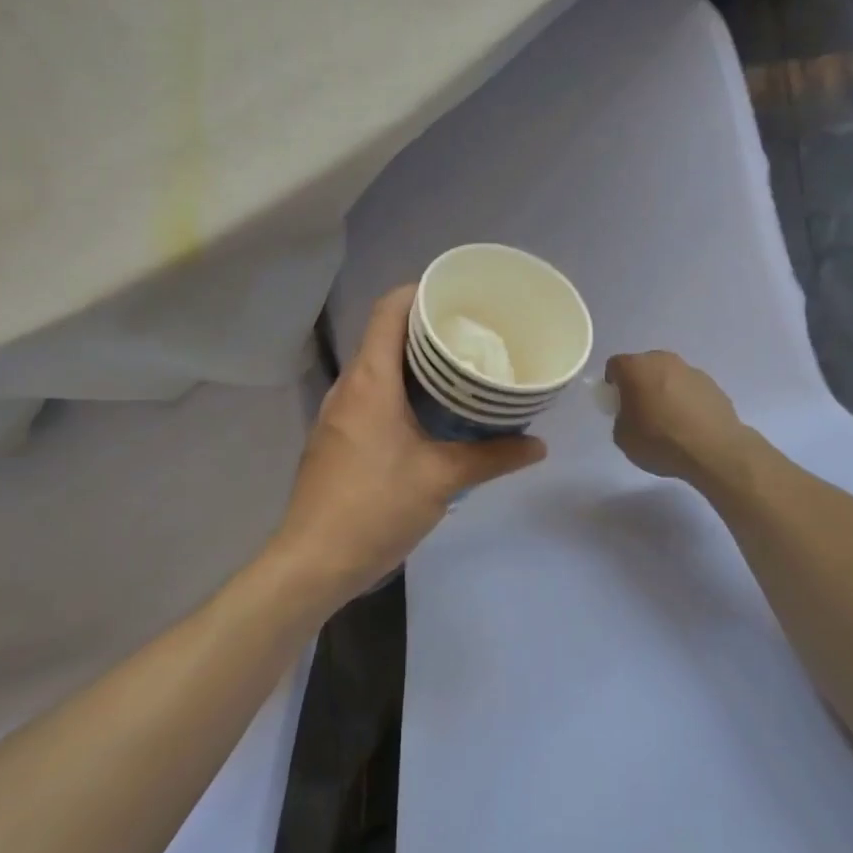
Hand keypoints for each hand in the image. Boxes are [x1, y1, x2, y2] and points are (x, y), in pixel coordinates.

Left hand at [271, 285, 546, 604]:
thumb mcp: (441, 479)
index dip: (420, 291)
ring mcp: (338, 413)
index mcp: (370, 380)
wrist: (313, 560)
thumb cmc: (376, 507)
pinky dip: (400, 391)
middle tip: (473, 335)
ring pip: (377, 368)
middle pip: (384, 335)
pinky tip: (429, 414)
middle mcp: (349, 387)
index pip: (388, 310)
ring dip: (413, 363)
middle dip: (427, 329)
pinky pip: (370, 396)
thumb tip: (539, 446)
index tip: (458, 296)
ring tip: (458, 371)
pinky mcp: (336, 438)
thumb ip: (492, 457)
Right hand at [606, 351, 748, 486]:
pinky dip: (685, 400)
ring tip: (668, 419)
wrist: (714, 450)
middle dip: (639, 383)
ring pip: (668, 375)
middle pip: (643, 366)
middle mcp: (663, 361)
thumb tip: (631, 414)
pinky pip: (689, 388)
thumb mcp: (623, 437)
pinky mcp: (713, 384)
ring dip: (664, 390)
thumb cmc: (661, 441)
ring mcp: (691, 370)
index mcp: (636, 368)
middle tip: (640, 409)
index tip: (616, 403)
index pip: (615, 365)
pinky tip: (689, 424)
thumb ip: (621, 417)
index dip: (612, 383)